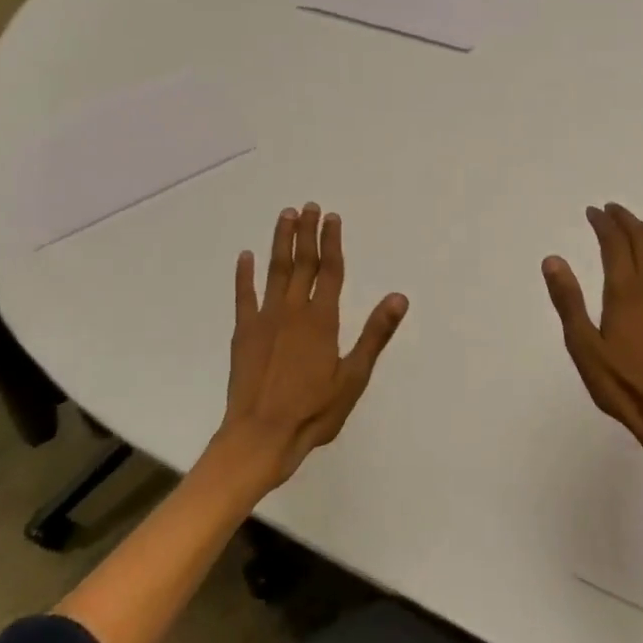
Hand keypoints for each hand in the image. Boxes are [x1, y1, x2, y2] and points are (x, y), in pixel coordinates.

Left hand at [217, 203, 408, 491]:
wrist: (260, 436)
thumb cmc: (313, 411)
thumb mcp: (353, 377)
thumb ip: (375, 334)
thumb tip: (399, 297)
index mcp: (322, 320)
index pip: (330, 271)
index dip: (332, 242)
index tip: (332, 218)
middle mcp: (292, 310)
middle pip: (302, 263)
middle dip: (307, 233)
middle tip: (309, 206)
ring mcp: (264, 319)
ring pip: (274, 271)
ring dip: (280, 242)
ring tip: (285, 216)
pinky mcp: (243, 333)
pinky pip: (244, 296)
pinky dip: (244, 275)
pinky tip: (245, 257)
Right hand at [542, 203, 642, 472]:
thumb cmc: (622, 384)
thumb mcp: (584, 347)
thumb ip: (568, 301)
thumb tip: (553, 259)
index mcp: (626, 291)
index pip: (615, 243)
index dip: (603, 223)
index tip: (592, 212)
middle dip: (626, 220)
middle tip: (612, 211)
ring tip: (637, 227)